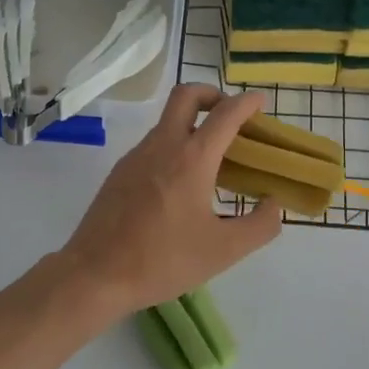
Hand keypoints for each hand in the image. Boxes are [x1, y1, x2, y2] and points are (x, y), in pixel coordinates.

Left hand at [58, 84, 282, 318]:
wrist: (95, 274)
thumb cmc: (163, 260)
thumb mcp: (224, 251)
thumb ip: (259, 225)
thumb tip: (274, 204)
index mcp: (192, 158)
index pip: (225, 113)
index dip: (247, 103)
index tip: (261, 102)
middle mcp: (163, 145)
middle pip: (186, 95)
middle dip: (212, 94)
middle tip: (230, 117)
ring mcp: (136, 156)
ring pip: (167, 120)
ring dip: (192, 123)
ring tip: (212, 159)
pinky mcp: (119, 172)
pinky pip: (153, 144)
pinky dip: (174, 146)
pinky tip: (181, 184)